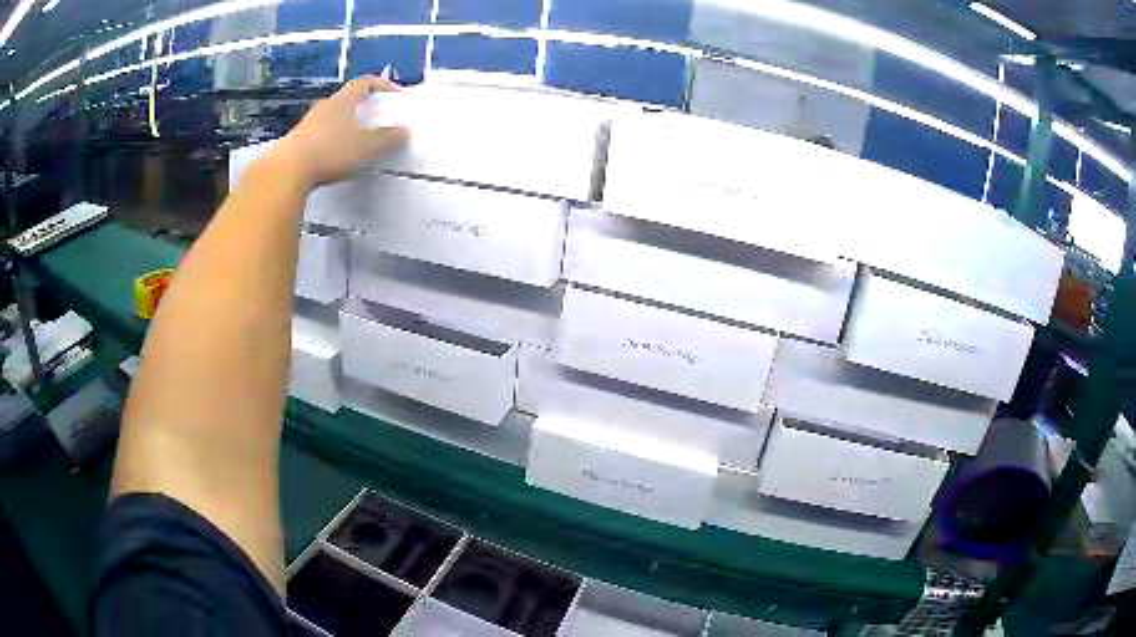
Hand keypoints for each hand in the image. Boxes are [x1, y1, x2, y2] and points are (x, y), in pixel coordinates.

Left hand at [274, 76, 409, 187]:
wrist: (286, 172)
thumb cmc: (330, 152)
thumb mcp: (366, 147)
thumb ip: (387, 139)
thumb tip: (405, 131)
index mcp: (342, 102)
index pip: (364, 83)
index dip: (381, 85)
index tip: (395, 94)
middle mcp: (323, 108)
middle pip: (345, 100)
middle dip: (361, 107)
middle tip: (373, 119)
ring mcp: (306, 125)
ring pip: (330, 119)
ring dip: (343, 125)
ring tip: (353, 141)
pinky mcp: (295, 144)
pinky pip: (318, 136)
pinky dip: (329, 142)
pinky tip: (333, 158)